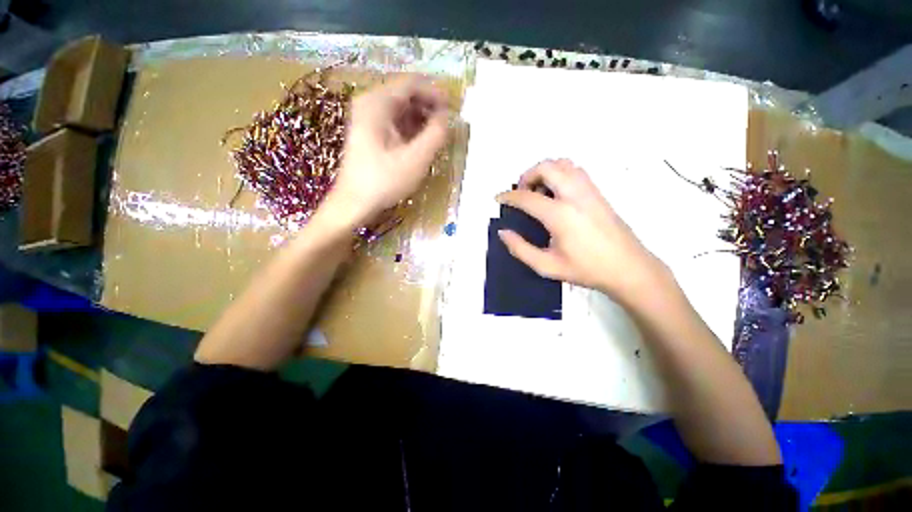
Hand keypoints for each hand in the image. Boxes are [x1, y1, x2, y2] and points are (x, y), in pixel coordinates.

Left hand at [325, 75, 449, 227]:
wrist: (354, 202)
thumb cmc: (384, 181)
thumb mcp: (415, 159)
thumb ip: (435, 134)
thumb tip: (447, 117)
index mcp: (378, 102)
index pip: (412, 83)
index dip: (435, 93)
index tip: (452, 110)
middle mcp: (370, 103)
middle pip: (406, 94)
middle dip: (429, 107)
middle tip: (446, 126)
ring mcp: (367, 118)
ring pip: (401, 108)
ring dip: (421, 118)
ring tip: (436, 136)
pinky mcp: (369, 132)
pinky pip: (395, 121)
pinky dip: (411, 128)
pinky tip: (420, 143)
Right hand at [496, 159, 669, 301]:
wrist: (629, 268)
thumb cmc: (586, 269)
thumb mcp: (547, 266)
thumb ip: (521, 249)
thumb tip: (503, 232)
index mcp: (560, 215)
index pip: (527, 197)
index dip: (508, 197)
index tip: (498, 198)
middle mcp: (575, 195)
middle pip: (546, 167)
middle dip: (527, 175)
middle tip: (521, 193)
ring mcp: (589, 190)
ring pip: (563, 164)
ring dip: (545, 171)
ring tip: (538, 191)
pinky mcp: (598, 192)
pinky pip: (575, 170)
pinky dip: (560, 173)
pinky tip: (556, 194)